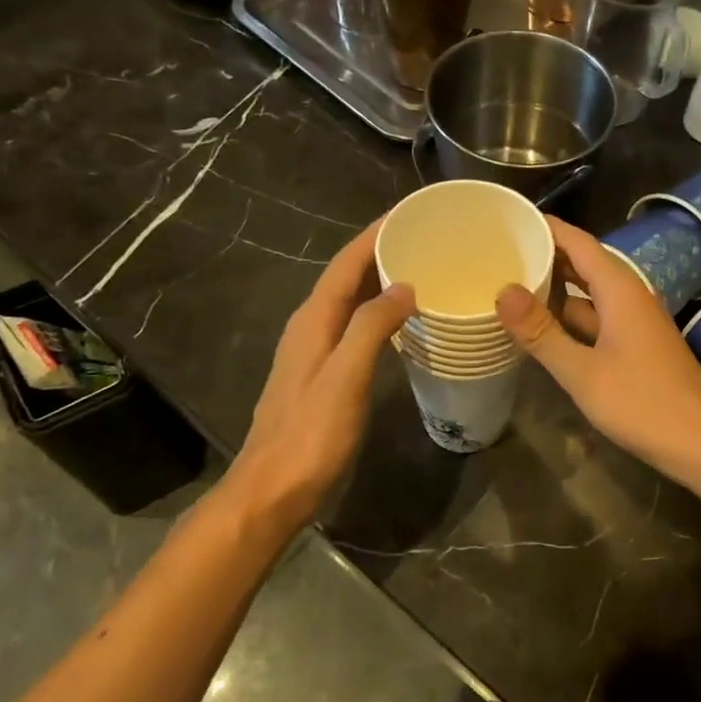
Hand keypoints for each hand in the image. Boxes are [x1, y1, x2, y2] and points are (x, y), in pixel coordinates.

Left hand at [226, 221, 414, 536]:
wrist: (273, 489)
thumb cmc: (311, 435)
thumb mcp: (345, 377)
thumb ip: (373, 327)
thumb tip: (404, 286)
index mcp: (313, 320)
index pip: (346, 263)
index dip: (375, 234)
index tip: (410, 212)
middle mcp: (310, 326)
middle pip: (347, 277)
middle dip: (382, 252)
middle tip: (427, 239)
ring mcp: (313, 351)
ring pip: (351, 302)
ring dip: (380, 281)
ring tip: (422, 270)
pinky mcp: (322, 374)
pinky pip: (354, 326)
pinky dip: (378, 313)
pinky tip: (402, 322)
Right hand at [495, 217, 700, 477]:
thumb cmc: (642, 403)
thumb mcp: (583, 371)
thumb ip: (542, 332)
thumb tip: (503, 291)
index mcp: (619, 290)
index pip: (578, 242)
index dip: (547, 228)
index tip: (510, 220)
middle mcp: (630, 297)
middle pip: (584, 265)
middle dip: (546, 258)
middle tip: (501, 254)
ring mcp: (635, 323)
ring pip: (590, 296)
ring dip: (556, 291)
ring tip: (513, 287)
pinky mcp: (637, 347)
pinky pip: (598, 320)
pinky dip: (570, 319)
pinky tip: (545, 331)